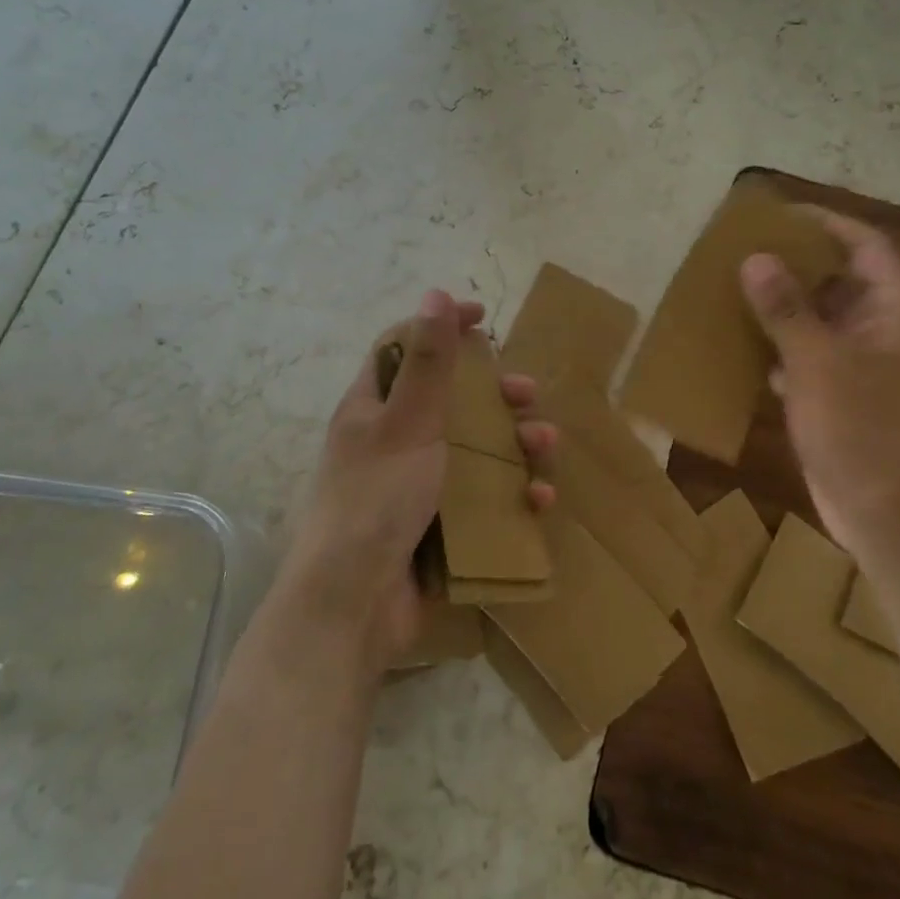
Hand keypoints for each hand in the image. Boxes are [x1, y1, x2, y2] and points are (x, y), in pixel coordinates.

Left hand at [287, 289, 556, 663]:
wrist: (354, 607)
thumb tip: (436, 291)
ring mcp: (418, 486)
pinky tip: (537, 499)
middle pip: (452, 400)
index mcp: (374, 408)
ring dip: (516, 442)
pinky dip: (513, 494)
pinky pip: (485, 499)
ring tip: (545, 444)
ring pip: (477, 449)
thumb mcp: (407, 422)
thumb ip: (428, 360)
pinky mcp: (441, 527)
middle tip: (525, 393)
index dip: (442, 327)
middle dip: (494, 393)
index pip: (407, 348)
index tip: (483, 317)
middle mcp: (395, 441)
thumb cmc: (376, 499)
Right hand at [740, 210, 899, 560]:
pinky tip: (748, 350)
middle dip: (796, 264)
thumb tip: (756, 258)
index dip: (826, 223)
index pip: (864, 245)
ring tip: (737, 292)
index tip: (779, 215)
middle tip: (746, 252)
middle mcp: (885, 329)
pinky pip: (813, 356)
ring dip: (785, 307)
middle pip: (841, 279)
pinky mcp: (848, 396)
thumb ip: (785, 308)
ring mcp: (868, 365)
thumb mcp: (817, 362)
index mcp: (894, 310)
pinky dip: (784, 348)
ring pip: (823, 320)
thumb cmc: (861, 429)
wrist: (889, 516)